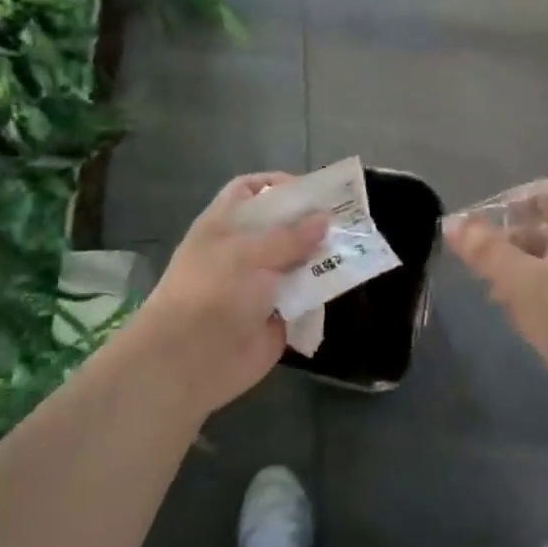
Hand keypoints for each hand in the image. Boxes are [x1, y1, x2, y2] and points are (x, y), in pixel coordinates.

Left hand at [129, 173, 328, 418]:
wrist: (189, 361)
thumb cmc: (211, 292)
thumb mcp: (248, 254)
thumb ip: (289, 236)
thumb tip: (325, 219)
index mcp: (225, 225)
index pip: (250, 191)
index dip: (278, 185)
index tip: (313, 190)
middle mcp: (243, 250)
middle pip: (282, 226)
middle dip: (312, 221)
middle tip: (350, 217)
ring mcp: (261, 284)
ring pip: (298, 261)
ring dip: (323, 255)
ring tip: (358, 245)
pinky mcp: (277, 315)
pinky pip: (306, 296)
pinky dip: (323, 289)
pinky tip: (349, 278)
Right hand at [445, 180, 547, 402]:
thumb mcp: (519, 279)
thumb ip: (484, 249)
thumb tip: (452, 222)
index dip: (527, 194)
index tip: (495, 214)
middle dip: (512, 236)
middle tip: (482, 253)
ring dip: (516, 266)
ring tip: (488, 285)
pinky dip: (528, 292)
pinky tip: (510, 313)